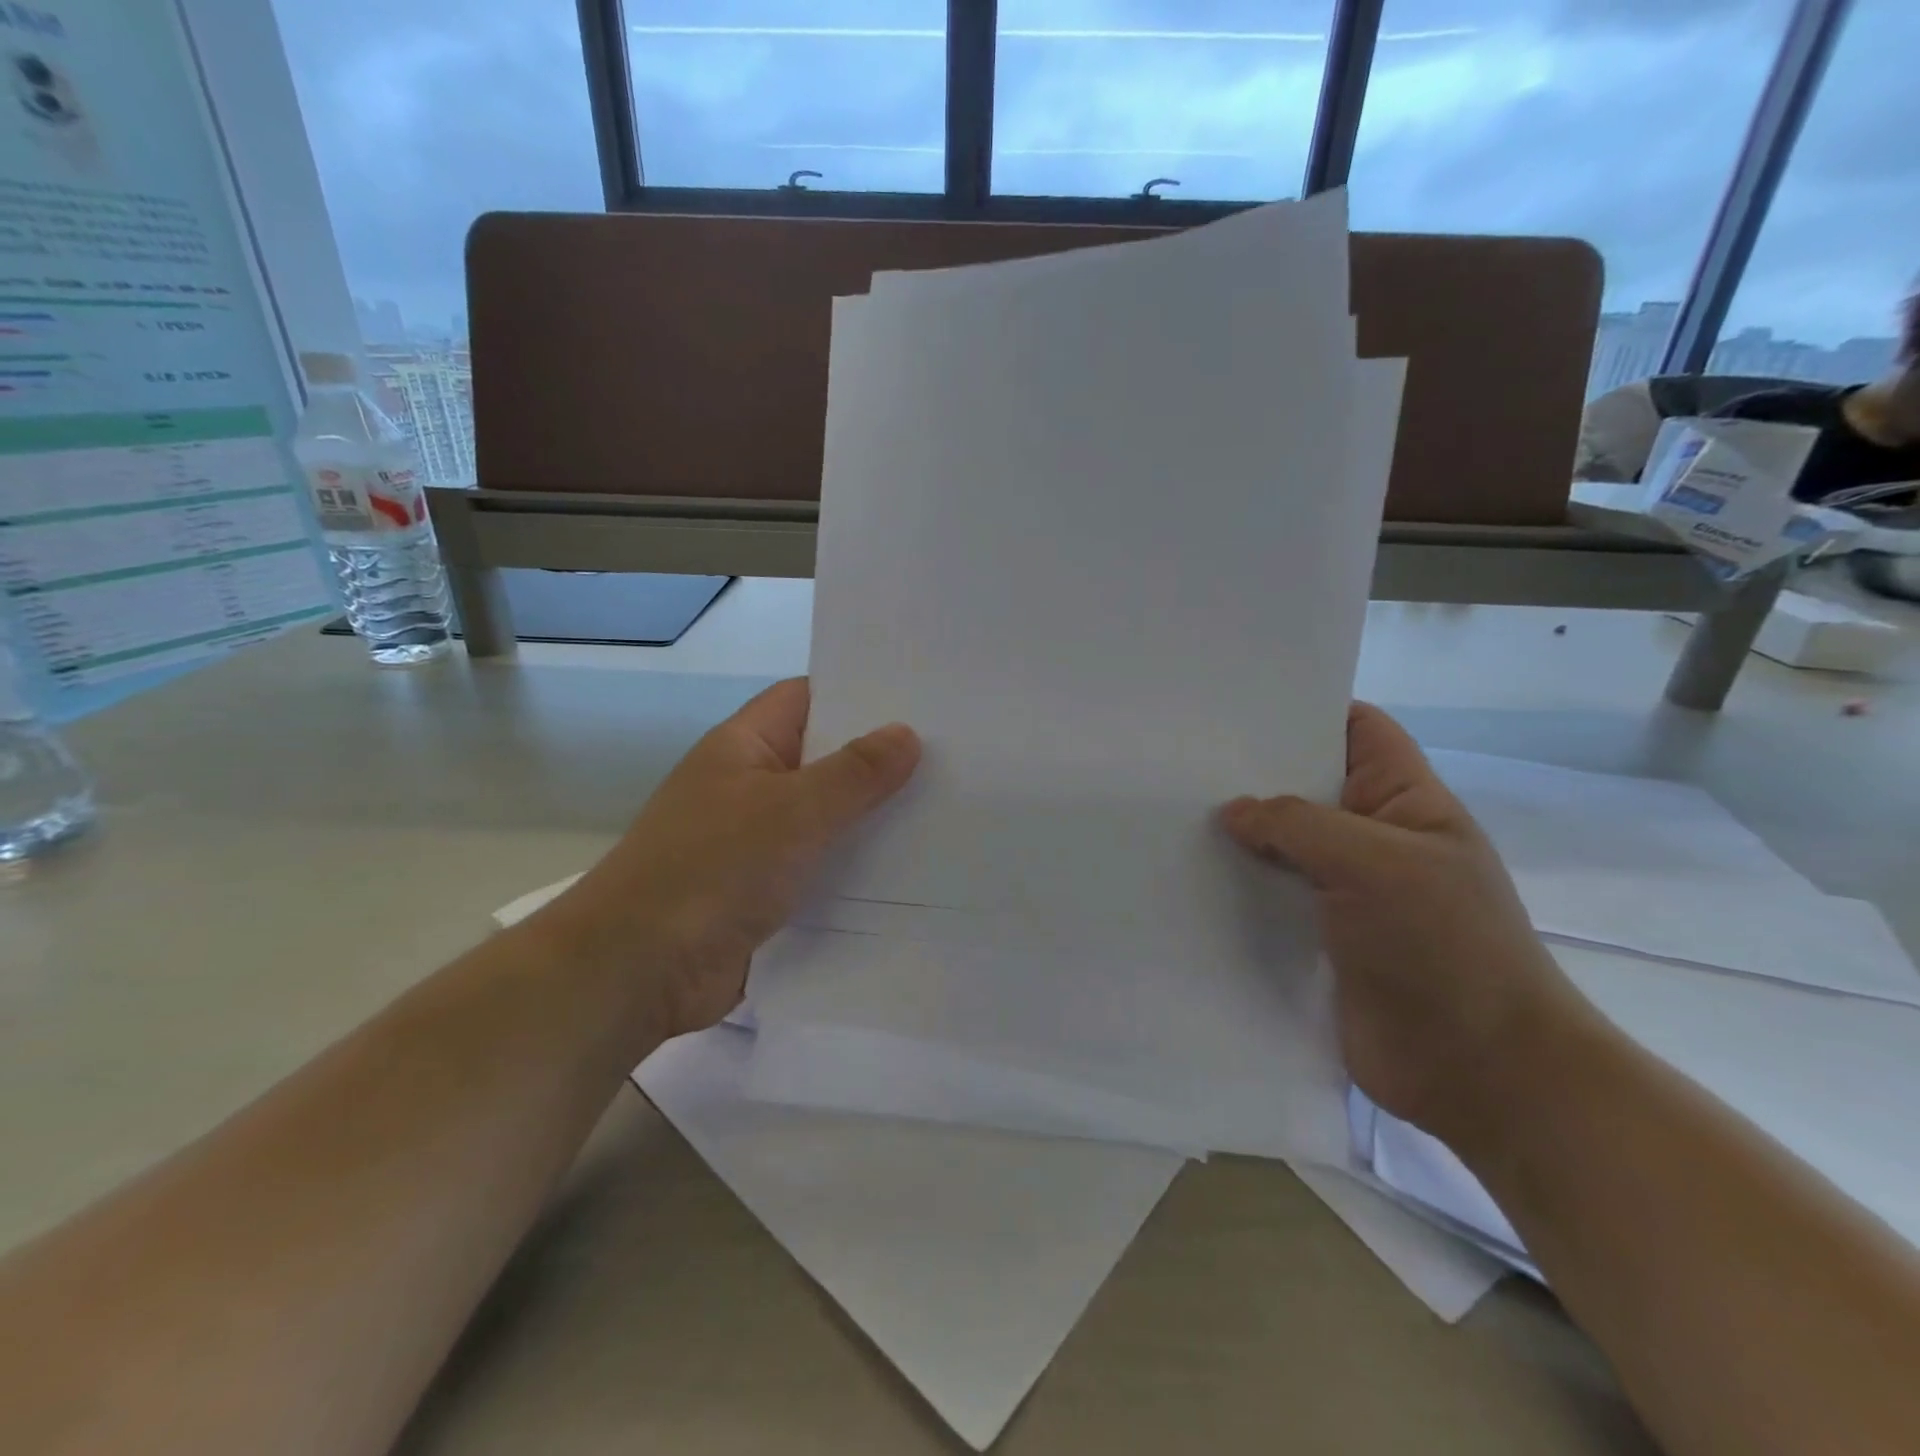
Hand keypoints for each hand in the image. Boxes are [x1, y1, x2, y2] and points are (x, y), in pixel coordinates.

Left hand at [544, 679, 919, 1040]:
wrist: (638, 971)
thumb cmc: (713, 870)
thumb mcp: (793, 811)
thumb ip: (854, 773)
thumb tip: (907, 734)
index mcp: (744, 746)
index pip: (807, 698)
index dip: (859, 693)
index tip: (921, 698)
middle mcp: (749, 785)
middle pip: (822, 758)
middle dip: (879, 759)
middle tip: (952, 755)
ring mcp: (755, 840)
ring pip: (826, 816)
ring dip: (872, 818)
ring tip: (946, 808)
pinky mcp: (764, 891)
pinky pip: (820, 866)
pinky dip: (856, 866)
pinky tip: (910, 869)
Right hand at [1221, 703, 1584, 1141]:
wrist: (1480, 1072)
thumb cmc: (1445, 947)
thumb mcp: (1378, 864)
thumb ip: (1299, 826)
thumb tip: (1232, 812)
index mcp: (1405, 801)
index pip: (1357, 730)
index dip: (1307, 710)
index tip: (1236, 706)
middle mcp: (1371, 837)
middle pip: (1305, 786)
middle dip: (1251, 774)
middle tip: (1181, 759)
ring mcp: (1343, 890)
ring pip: (1280, 845)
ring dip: (1236, 835)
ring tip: (1168, 813)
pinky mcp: (1317, 937)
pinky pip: (1269, 897)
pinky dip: (1234, 887)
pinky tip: (1185, 877)